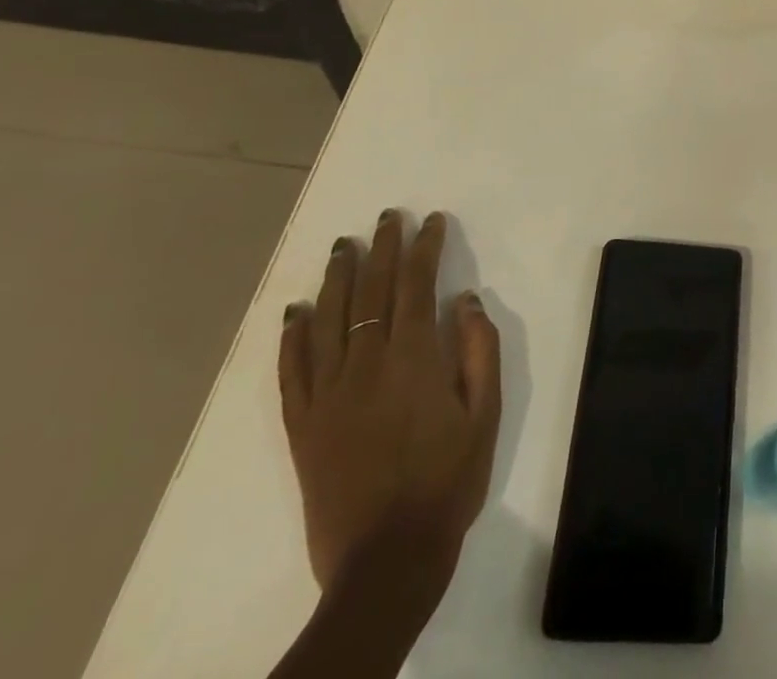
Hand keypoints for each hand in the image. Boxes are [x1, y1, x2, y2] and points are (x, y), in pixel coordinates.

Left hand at [278, 210, 500, 611]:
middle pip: (371, 292)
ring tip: (342, 246)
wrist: (386, 559)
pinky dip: (291, 336)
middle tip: (386, 217)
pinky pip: (291, 371)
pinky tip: (295, 311)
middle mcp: (366, 364)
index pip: (416, 285)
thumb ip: (478, 349)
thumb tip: (465, 299)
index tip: (430, 221)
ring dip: (336, 278)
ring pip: (328, 320)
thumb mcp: (485, 413)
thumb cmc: (448, 481)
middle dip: (382, 248)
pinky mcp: (302, 425)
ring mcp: (328, 394)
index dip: (424, 248)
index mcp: (414, 358)